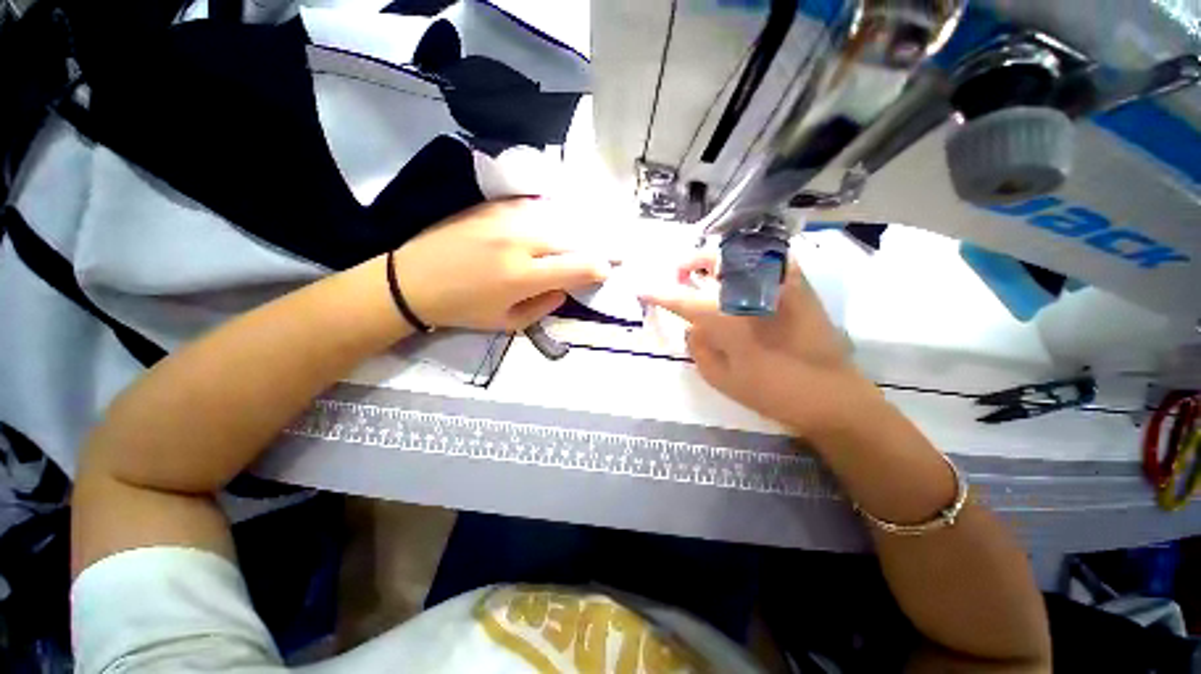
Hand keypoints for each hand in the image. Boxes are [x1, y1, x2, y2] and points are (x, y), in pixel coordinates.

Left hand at [391, 198, 611, 331]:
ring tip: (584, 239)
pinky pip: (534, 207)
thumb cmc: (462, 309)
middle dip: (595, 247)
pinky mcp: (493, 206)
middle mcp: (520, 241)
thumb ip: (544, 306)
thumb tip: (565, 288)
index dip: (600, 268)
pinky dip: (551, 216)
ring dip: (575, 231)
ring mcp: (505, 218)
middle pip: (573, 238)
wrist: (412, 280)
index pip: (578, 266)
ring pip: (557, 219)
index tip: (607, 271)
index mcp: (523, 276)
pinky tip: (555, 223)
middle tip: (608, 252)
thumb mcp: (507, 322)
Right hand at [641, 252, 878, 437]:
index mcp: (728, 318)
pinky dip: (746, 259)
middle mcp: (751, 290)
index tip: (642, 288)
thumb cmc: (771, 392)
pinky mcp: (798, 282)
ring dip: (716, 258)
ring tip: (707, 274)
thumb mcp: (720, 378)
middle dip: (690, 263)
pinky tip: (740, 275)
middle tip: (680, 274)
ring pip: (739, 252)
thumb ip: (699, 346)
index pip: (683, 299)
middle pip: (713, 259)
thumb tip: (692, 325)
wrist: (831, 395)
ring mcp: (778, 281)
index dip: (659, 293)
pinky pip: (766, 257)